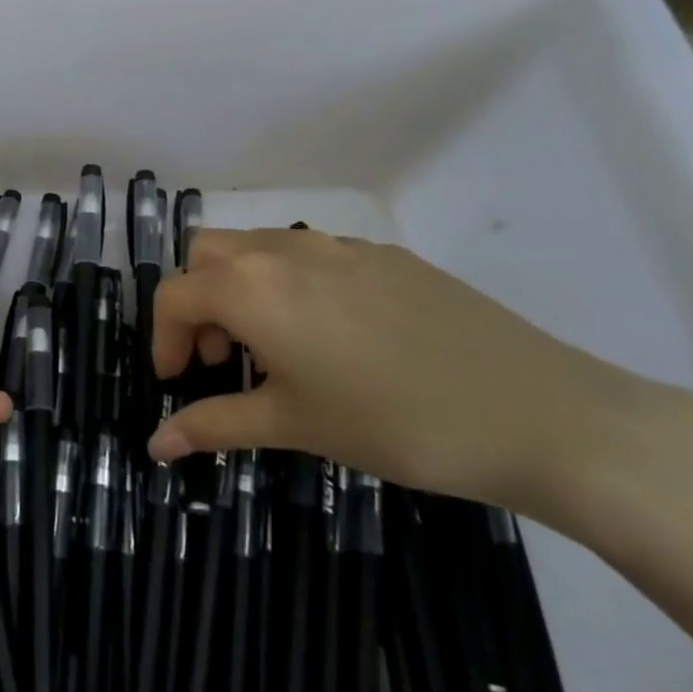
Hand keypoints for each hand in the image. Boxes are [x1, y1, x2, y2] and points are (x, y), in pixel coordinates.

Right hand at [148, 227, 692, 523]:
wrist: (536, 412)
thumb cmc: (392, 422)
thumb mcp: (292, 426)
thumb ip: (213, 426)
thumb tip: (156, 446)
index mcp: (251, 287)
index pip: (174, 296)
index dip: (162, 340)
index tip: (176, 383)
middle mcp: (285, 250)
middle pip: (207, 255)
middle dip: (196, 302)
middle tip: (221, 359)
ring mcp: (339, 246)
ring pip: (258, 247)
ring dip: (240, 288)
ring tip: (272, 350)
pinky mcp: (385, 255)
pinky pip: (311, 255)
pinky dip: (290, 285)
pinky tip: (332, 339)